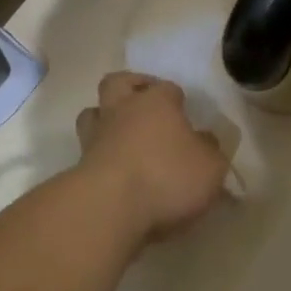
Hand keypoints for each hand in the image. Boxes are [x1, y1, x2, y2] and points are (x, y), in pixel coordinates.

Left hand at [74, 73, 229, 244]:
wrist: (109, 208)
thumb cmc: (167, 177)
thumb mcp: (210, 167)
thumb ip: (210, 151)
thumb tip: (205, 141)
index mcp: (156, 102)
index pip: (168, 88)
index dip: (178, 98)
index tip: (186, 113)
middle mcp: (122, 110)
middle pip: (118, 83)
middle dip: (132, 88)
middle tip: (146, 103)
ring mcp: (95, 137)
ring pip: (93, 113)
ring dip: (106, 118)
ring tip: (123, 135)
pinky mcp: (79, 166)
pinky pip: (89, 150)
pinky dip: (100, 154)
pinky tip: (115, 169)